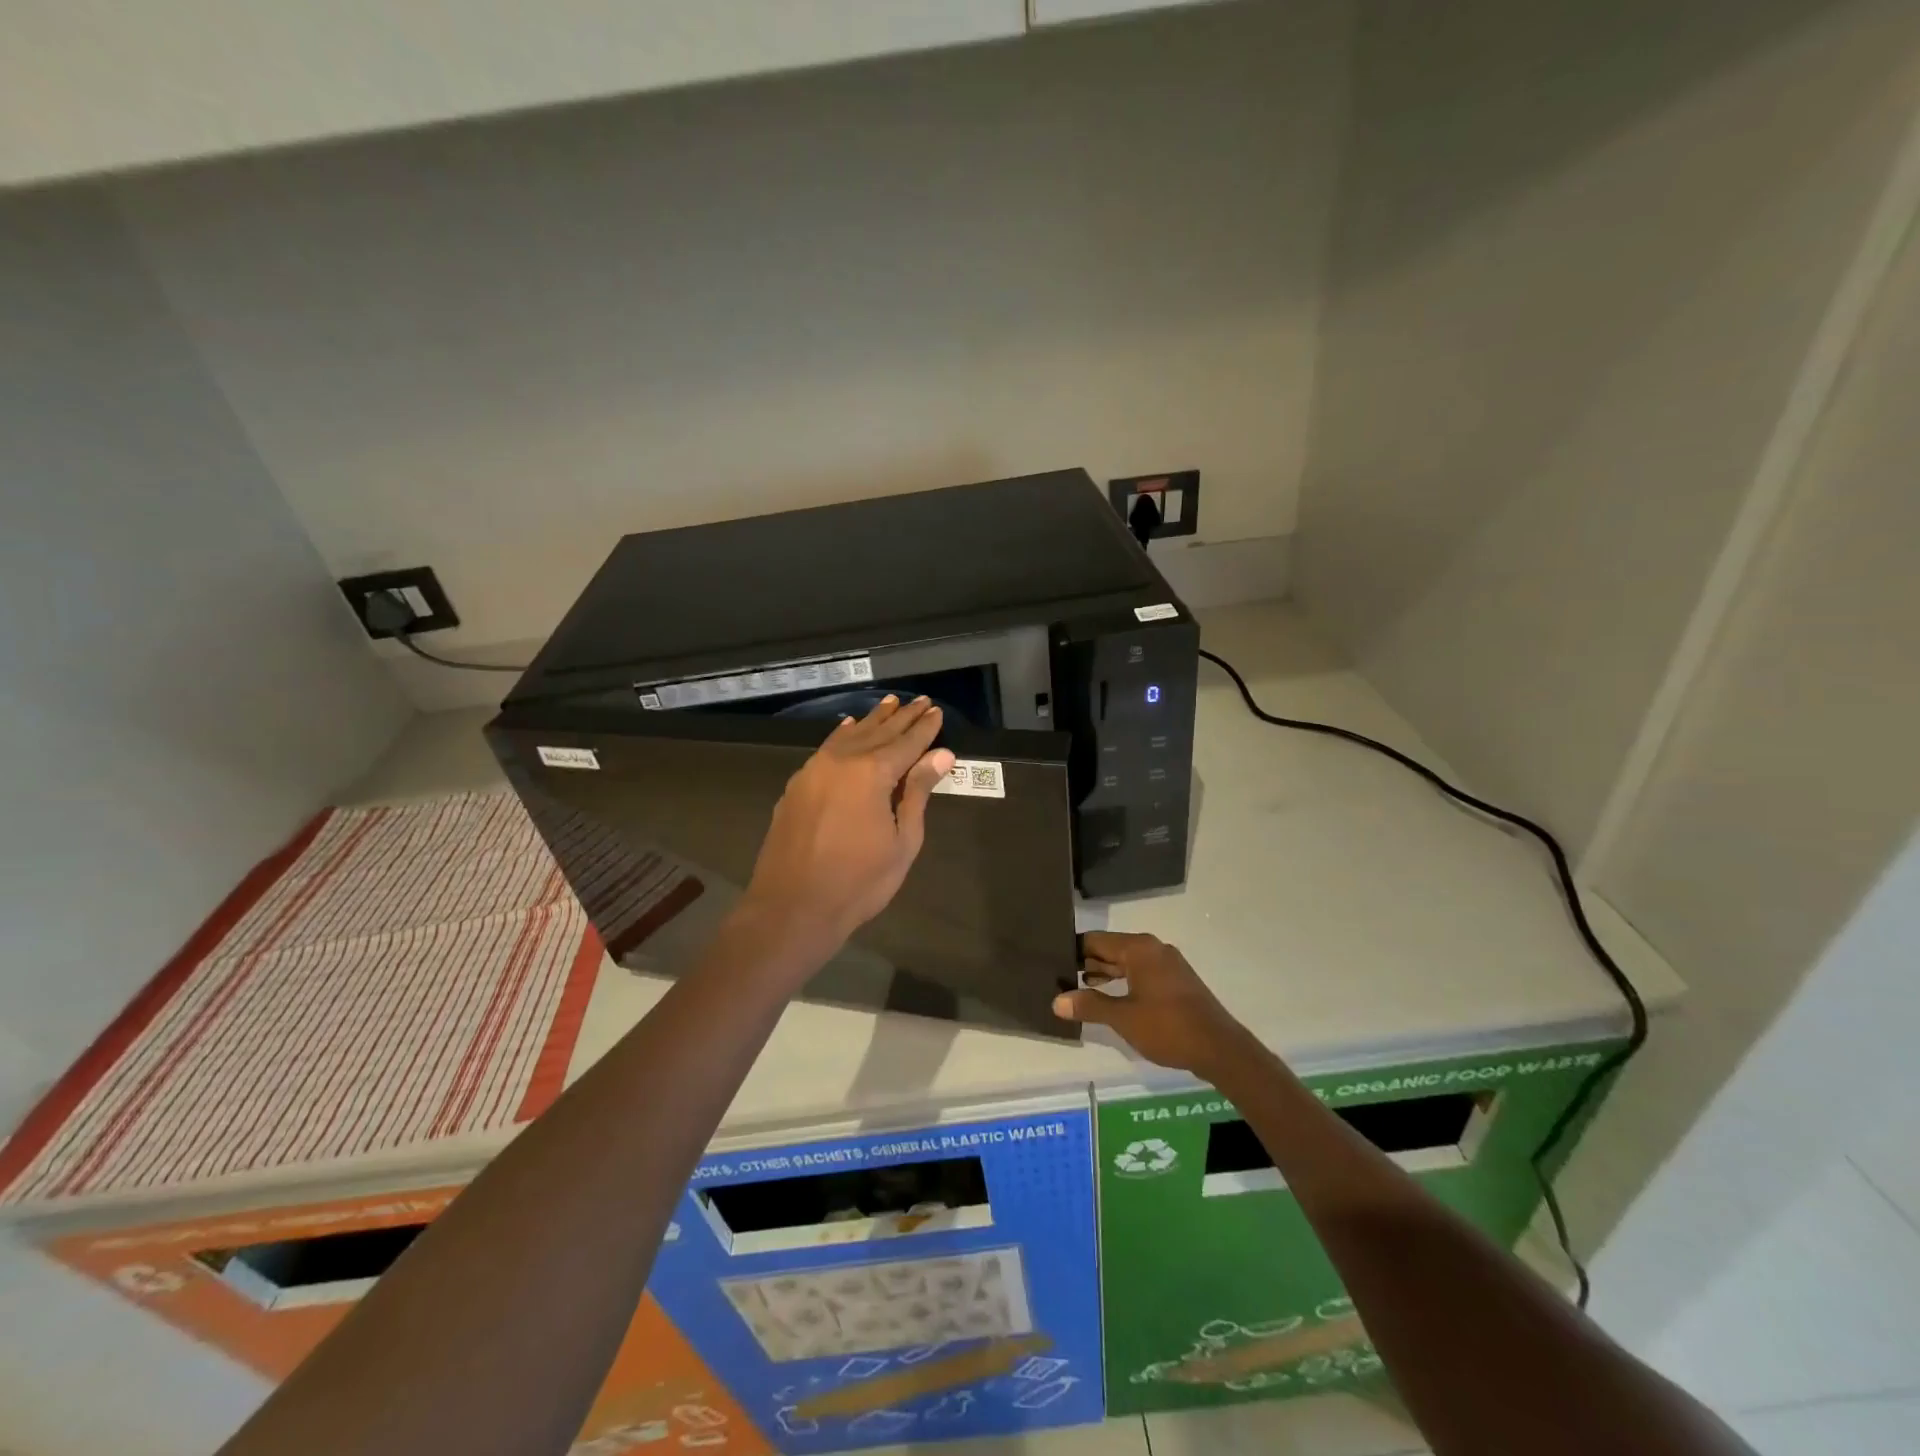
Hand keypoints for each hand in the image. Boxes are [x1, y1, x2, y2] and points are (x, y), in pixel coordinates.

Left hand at [742, 695, 954, 956]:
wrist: (792, 907)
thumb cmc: (858, 882)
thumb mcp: (902, 841)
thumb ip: (917, 793)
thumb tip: (940, 755)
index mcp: (872, 773)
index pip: (907, 742)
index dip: (924, 728)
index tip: (937, 711)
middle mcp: (842, 761)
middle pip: (878, 732)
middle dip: (901, 717)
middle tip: (919, 700)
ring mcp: (814, 770)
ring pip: (849, 735)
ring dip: (872, 720)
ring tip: (889, 704)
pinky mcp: (797, 785)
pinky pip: (826, 748)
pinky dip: (842, 735)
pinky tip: (848, 727)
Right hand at [1053, 932, 1251, 1077]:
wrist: (1220, 1049)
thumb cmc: (1168, 1027)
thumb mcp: (1123, 1018)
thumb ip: (1089, 1006)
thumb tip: (1057, 1000)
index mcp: (1139, 949)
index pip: (1095, 940)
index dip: (1073, 950)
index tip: (1051, 961)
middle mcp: (1153, 948)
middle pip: (1111, 949)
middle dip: (1086, 963)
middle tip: (1059, 977)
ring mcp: (1167, 964)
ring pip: (1126, 961)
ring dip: (1104, 974)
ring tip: (1077, 989)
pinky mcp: (1176, 981)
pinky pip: (1141, 972)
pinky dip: (1122, 980)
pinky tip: (1109, 998)